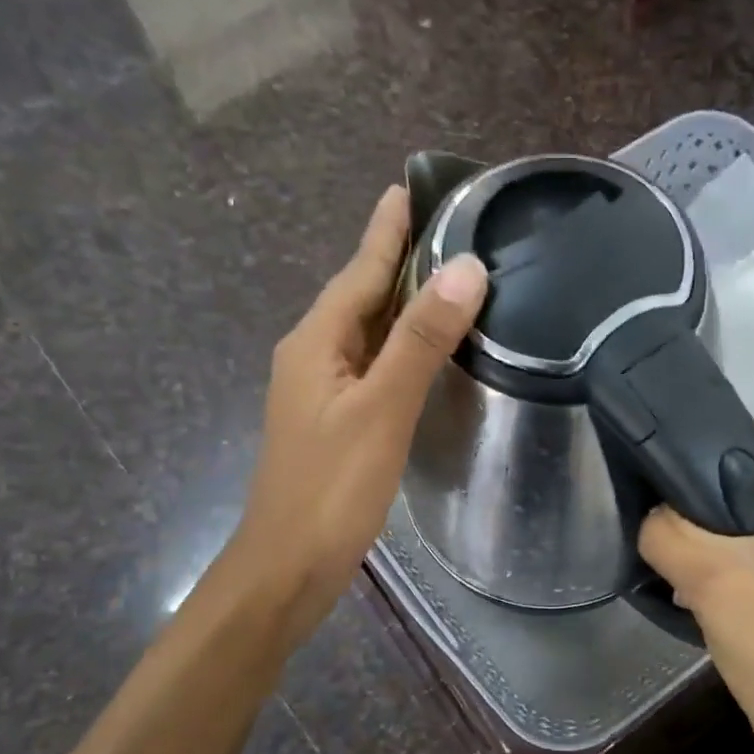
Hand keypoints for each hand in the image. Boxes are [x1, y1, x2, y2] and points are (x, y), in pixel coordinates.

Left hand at [234, 186, 486, 630]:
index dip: (385, 230)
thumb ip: (421, 341)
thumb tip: (464, 268)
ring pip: (367, 333)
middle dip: (397, 259)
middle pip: (361, 296)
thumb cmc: (332, 486)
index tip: (407, 187)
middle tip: (445, 227)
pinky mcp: (336, 422)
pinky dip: (401, 348)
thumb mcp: (382, 408)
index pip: (359, 271)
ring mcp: (322, 392)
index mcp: (317, 342)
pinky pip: (372, 366)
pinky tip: (425, 353)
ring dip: (401, 303)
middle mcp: (313, 357)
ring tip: (445, 277)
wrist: (289, 566)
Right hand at [638, 420, 753, 753]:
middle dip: (717, 493)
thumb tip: (653, 514)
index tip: (674, 477)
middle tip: (677, 521)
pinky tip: (710, 584)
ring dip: (726, 529)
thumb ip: (666, 530)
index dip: (716, 443)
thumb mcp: (708, 578)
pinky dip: (744, 555)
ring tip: (687, 555)